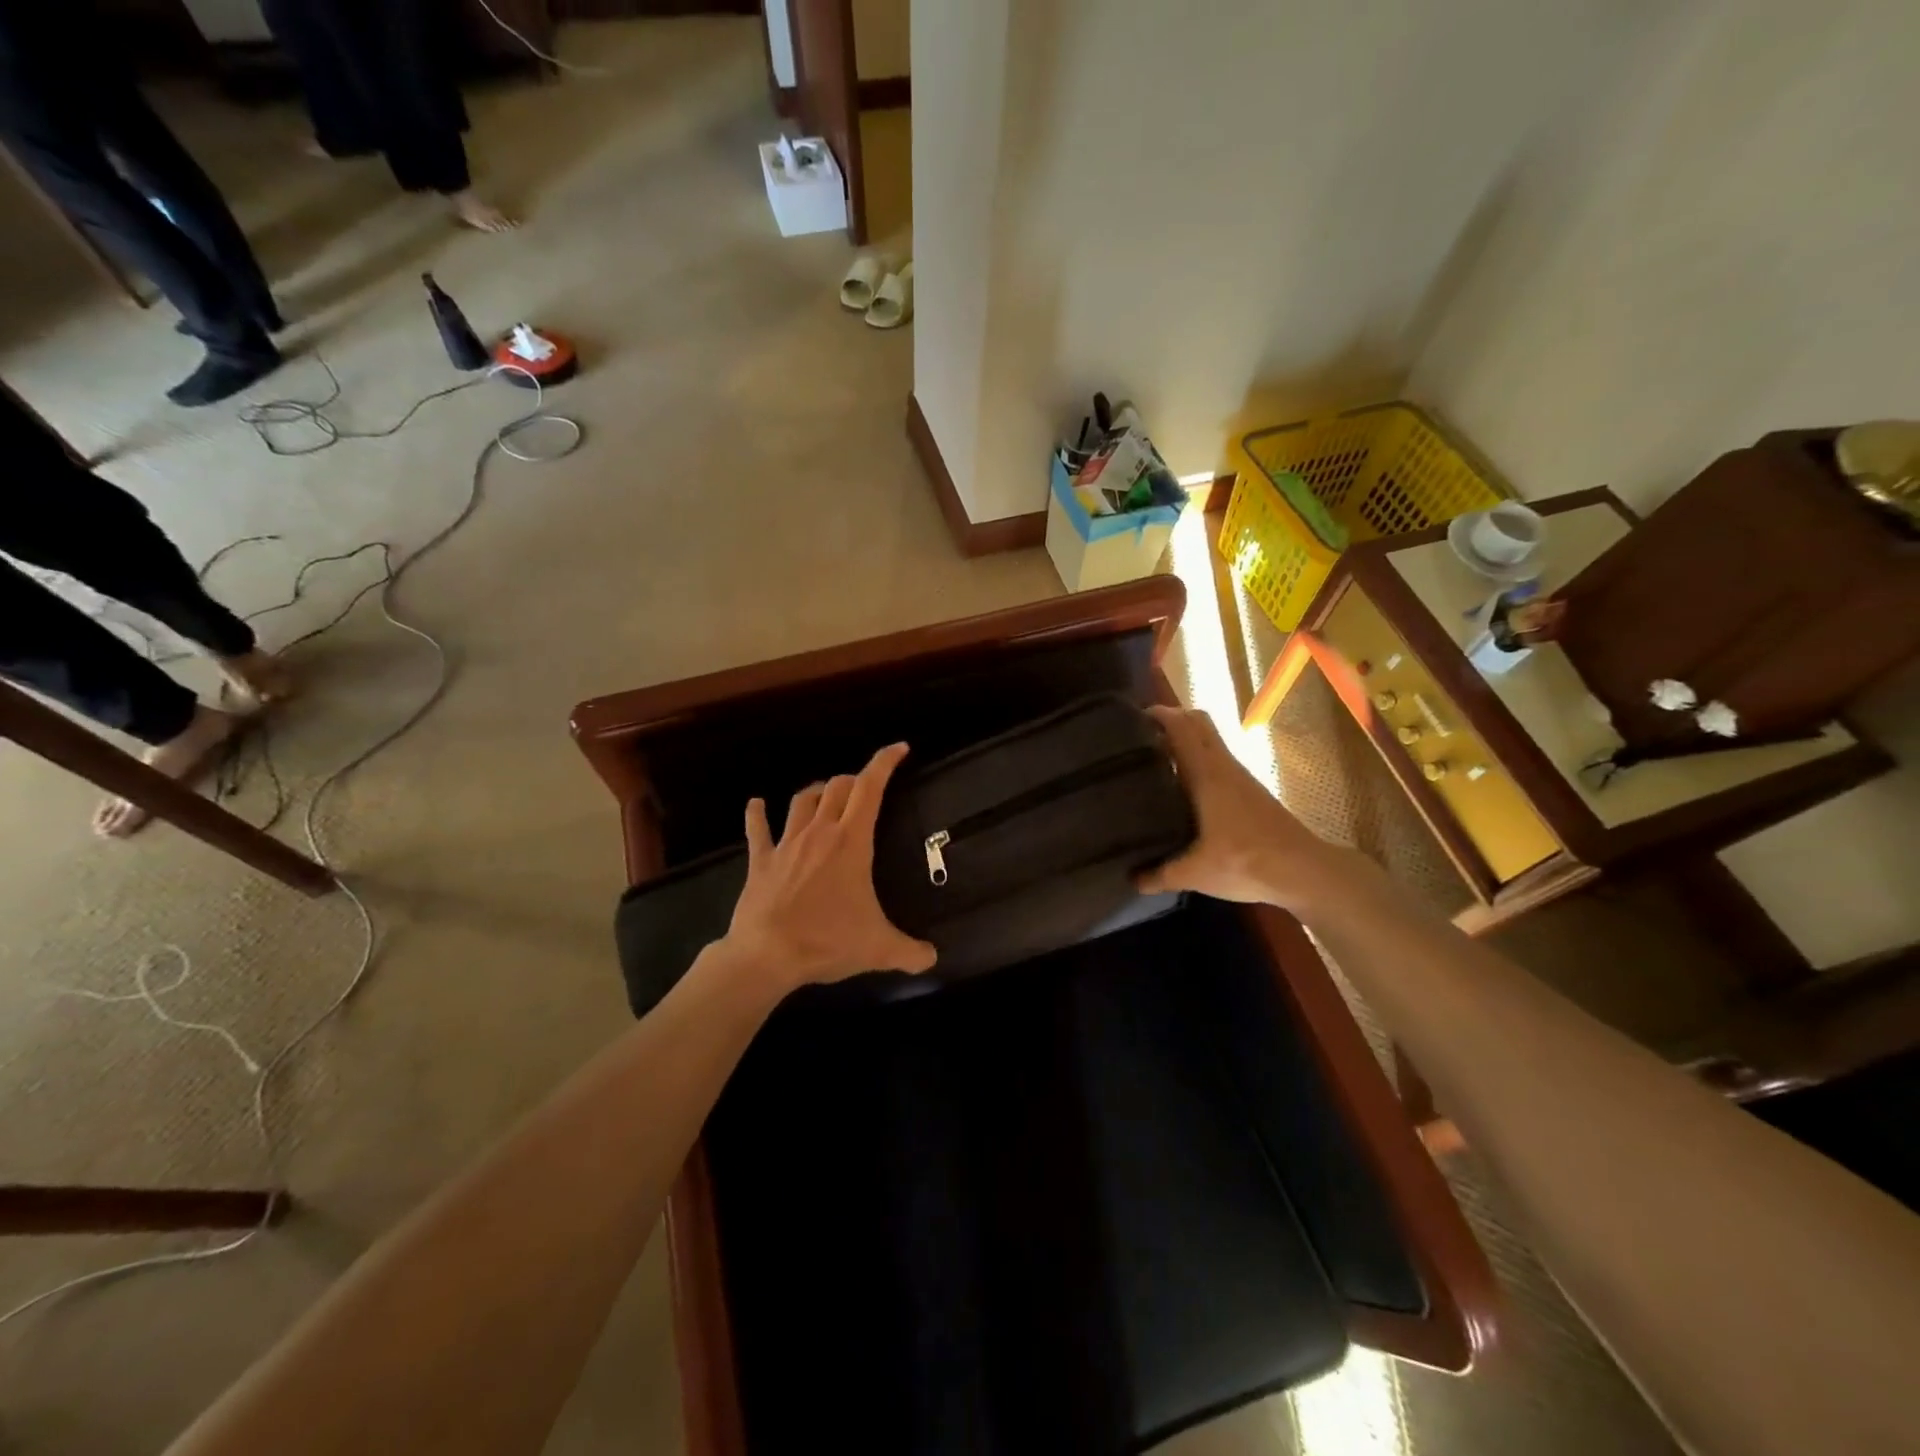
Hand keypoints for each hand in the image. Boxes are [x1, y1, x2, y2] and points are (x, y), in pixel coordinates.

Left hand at [721, 742, 937, 990]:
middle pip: (837, 787)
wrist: (766, 954)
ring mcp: (786, 844)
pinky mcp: (761, 860)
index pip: (870, 788)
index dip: (885, 763)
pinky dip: (757, 814)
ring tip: (826, 795)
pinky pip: (758, 829)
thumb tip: (933, 959)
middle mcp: (819, 832)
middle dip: (854, 780)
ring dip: (817, 792)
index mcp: (851, 842)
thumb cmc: (827, 941)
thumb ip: (910, 952)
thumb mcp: (878, 948)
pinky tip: (756, 804)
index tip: (899, 748)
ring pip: (802, 801)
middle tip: (865, 789)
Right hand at [1139, 705, 1341, 909]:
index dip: (1158, 714)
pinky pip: (1219, 761)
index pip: (1182, 726)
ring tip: (1155, 761)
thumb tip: (1131, 880)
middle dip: (1171, 720)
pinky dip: (1199, 761)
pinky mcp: (1252, 791)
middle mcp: (1224, 766)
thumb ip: (1159, 875)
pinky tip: (1185, 790)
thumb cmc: (1245, 862)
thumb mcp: (1194, 873)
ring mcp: (1241, 777)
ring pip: (1210, 742)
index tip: (1131, 719)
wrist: (1304, 872)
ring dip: (1186, 741)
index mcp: (1207, 774)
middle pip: (1198, 722)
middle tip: (1141, 737)